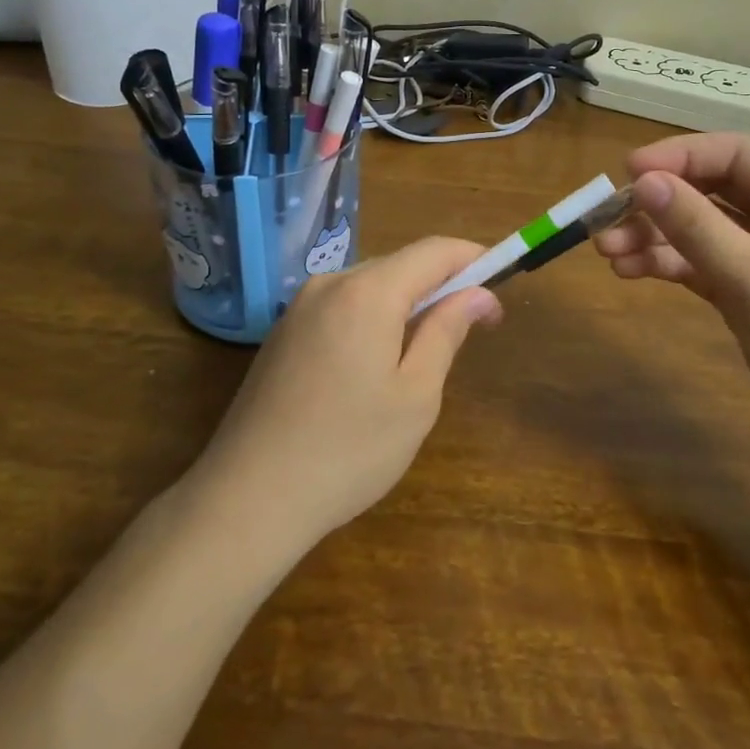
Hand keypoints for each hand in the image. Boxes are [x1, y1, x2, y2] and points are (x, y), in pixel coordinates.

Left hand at [184, 238, 501, 557]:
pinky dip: (372, 320)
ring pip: (369, 287)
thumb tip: (478, 294)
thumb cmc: (348, 450)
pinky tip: (375, 367)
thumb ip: (447, 332)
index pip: (433, 251)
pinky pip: (341, 308)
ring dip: (406, 305)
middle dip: (441, 286)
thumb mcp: (415, 395)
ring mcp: (298, 308)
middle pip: (399, 266)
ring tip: (426, 353)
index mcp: (366, 291)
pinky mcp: (282, 334)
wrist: (248, 497)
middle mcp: (329, 284)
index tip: (501, 286)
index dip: (473, 260)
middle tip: (473, 328)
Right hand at [594, 132, 749, 470]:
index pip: (737, 154)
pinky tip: (632, 272)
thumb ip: (698, 228)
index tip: (626, 173)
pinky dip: (673, 265)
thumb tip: (643, 179)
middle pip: (716, 190)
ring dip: (657, 237)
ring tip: (608, 254)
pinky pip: (709, 264)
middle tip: (605, 223)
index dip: (679, 156)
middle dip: (659, 204)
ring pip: (706, 229)